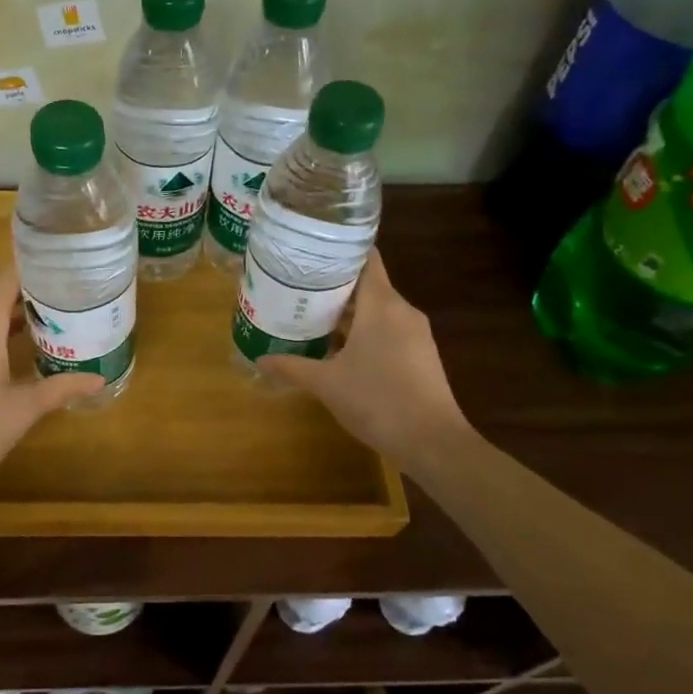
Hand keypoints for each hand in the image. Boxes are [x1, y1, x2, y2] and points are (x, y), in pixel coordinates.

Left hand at [0, 266, 103, 499]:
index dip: (32, 263)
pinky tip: (30, 338)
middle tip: (70, 278)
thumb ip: (61, 388)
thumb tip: (98, 377)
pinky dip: (7, 325)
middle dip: (32, 282)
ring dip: (19, 305)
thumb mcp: (23, 409)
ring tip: (57, 302)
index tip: (63, 254)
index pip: (7, 280)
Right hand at [260, 250, 469, 463]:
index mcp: (382, 304)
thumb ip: (292, 367)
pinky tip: (339, 348)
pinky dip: (364, 331)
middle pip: (368, 284)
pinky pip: (388, 330)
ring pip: (378, 309)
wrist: (433, 443)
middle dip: (334, 285)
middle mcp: (402, 311)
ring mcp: (416, 334)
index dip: (339, 250)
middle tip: (297, 286)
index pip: (366, 258)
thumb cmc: (378, 401)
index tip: (310, 251)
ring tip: (311, 314)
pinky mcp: (421, 355)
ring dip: (348, 311)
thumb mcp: (326, 384)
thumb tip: (259, 360)